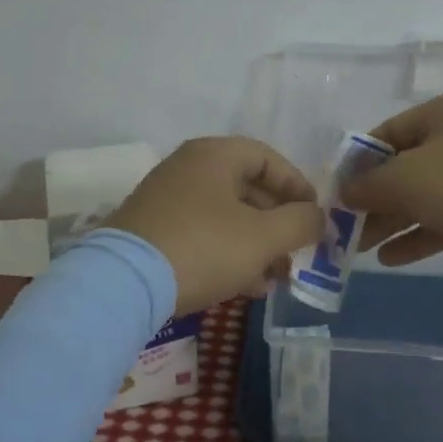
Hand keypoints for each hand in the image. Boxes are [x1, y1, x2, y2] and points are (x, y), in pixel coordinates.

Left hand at [107, 137, 325, 317]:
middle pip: (247, 189)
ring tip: (275, 278)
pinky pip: (202, 234)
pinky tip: (245, 286)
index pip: (268, 158)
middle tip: (297, 254)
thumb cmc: (203, 247)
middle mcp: (189, 168)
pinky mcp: (153, 230)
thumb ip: (300, 223)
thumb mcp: (262, 237)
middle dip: (278, 224)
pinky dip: (228, 253)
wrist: (123, 284)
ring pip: (226, 216)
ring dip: (256, 244)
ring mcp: (167, 199)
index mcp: (215, 155)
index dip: (297, 187)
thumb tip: (319, 217)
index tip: (315, 217)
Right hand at [343, 90, 442, 284]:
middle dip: (374, 197)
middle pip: (405, 166)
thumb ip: (369, 185)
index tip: (336, 190)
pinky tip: (390, 260)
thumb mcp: (407, 179)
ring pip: (425, 196)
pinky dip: (419, 236)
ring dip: (392, 221)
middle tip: (345, 225)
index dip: (359, 161)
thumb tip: (344, 193)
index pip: (388, 132)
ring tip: (358, 247)